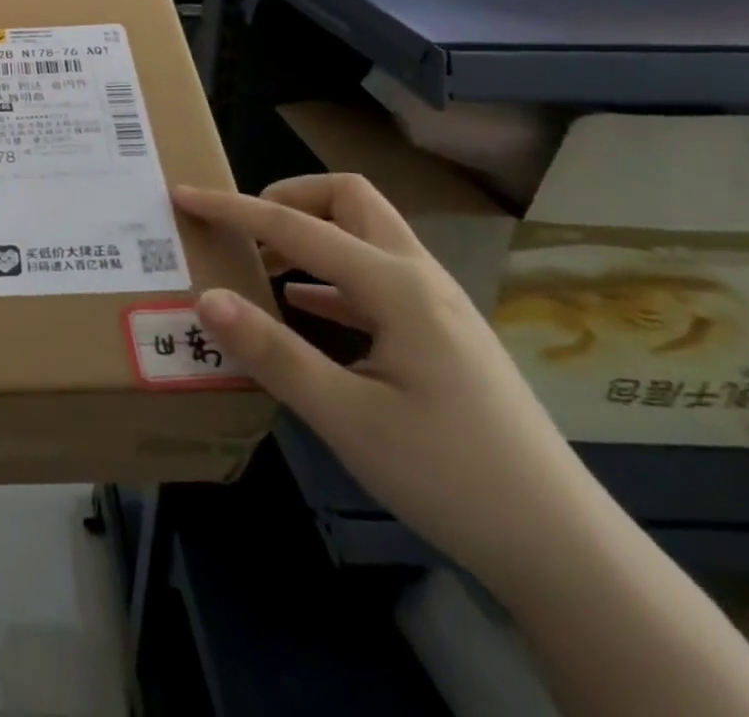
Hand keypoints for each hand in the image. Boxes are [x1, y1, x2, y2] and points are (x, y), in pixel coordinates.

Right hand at [174, 176, 604, 597]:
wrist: (564, 552)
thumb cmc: (452, 477)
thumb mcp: (347, 418)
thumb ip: (273, 352)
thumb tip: (208, 298)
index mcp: (395, 286)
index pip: (296, 225)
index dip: (233, 208)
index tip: (183, 196)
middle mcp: (418, 278)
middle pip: (349, 199)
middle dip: (289, 199)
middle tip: (244, 231)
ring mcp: (436, 306)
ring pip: (366, 236)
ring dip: (311, 236)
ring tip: (262, 269)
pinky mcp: (441, 335)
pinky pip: (374, 279)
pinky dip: (329, 279)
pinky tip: (304, 312)